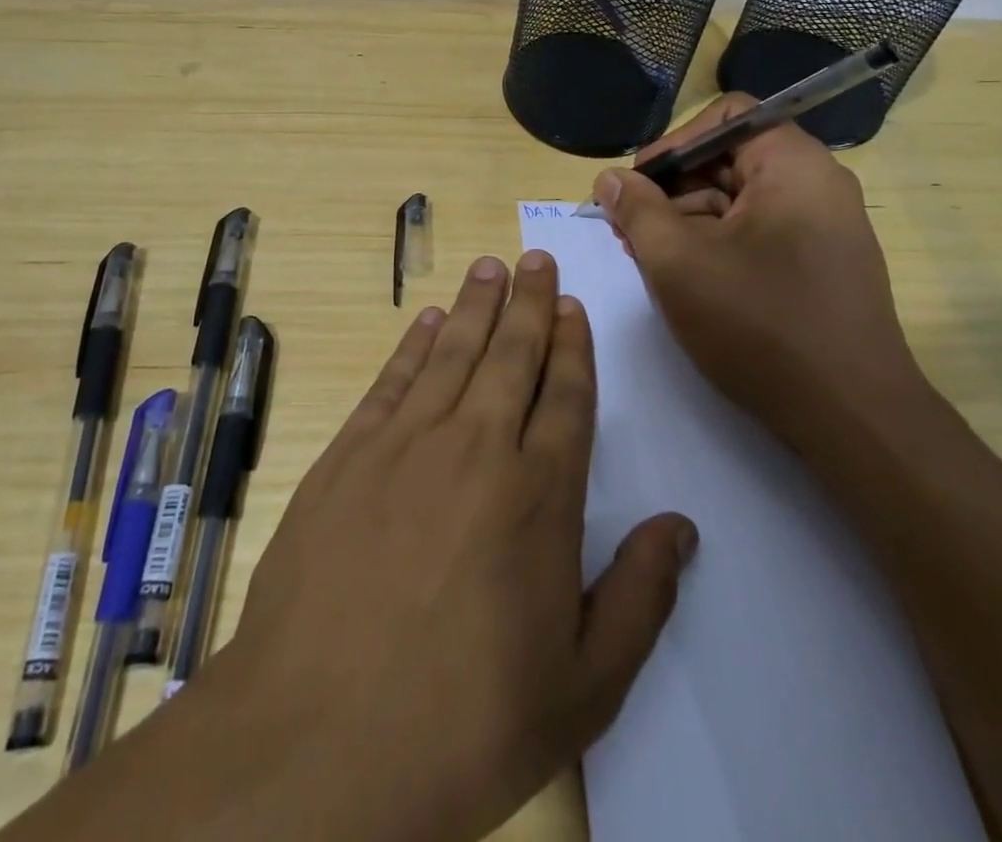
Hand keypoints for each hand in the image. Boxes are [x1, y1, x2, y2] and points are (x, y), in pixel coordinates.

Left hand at [148, 253, 697, 841]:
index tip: (571, 305)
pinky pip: (393, 382)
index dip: (572, 345)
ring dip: (476, 306)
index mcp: (540, 495)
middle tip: (536, 259)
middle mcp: (477, 448)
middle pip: (512, 356)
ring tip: (491, 267)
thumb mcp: (583, 687)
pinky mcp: (349, 456)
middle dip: (529, 303)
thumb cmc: (466, 722)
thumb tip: (679, 527)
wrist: (321, 742)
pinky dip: (414, 345)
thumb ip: (639, 598)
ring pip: (453, 353)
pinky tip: (428, 320)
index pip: (567, 395)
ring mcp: (407, 444)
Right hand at [592, 92, 924, 442]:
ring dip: (689, 219)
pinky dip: (718, 243)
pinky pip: (760, 232)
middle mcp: (817, 184)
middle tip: (628, 227)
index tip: (637, 185)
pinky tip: (685, 277)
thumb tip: (609, 178)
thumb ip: (637, 211)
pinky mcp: (822, 264)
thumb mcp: (679, 263)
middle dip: (672, 188)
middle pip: (731, 159)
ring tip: (647, 257)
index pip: (727, 116)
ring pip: (741, 200)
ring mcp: (825, 226)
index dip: (674, 143)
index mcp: (793, 165)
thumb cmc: (760, 325)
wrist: (852, 418)